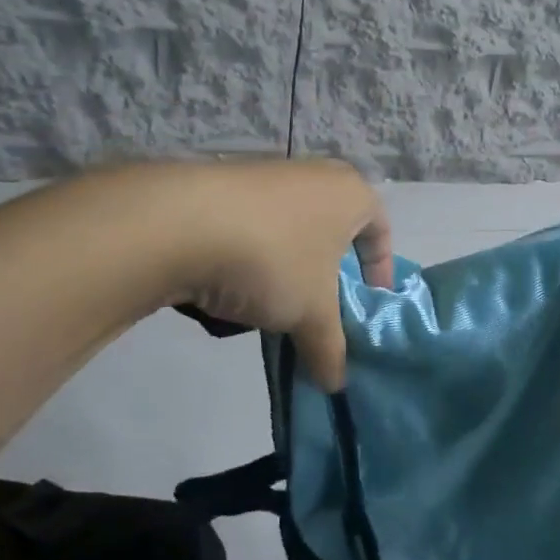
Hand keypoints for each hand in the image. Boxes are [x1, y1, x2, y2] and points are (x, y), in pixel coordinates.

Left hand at [161, 159, 392, 390]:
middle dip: (329, 274)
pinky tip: (233, 287)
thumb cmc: (273, 259)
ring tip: (273, 306)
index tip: (367, 304)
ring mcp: (267, 175)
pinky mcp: (224, 183)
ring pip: (292, 231)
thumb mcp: (311, 314)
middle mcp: (315, 174)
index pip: (381, 231)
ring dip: (288, 269)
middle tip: (321, 309)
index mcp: (351, 193)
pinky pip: (255, 227)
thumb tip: (335, 384)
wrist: (179, 223)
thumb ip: (330, 349)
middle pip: (335, 232)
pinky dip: (253, 257)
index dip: (379, 272)